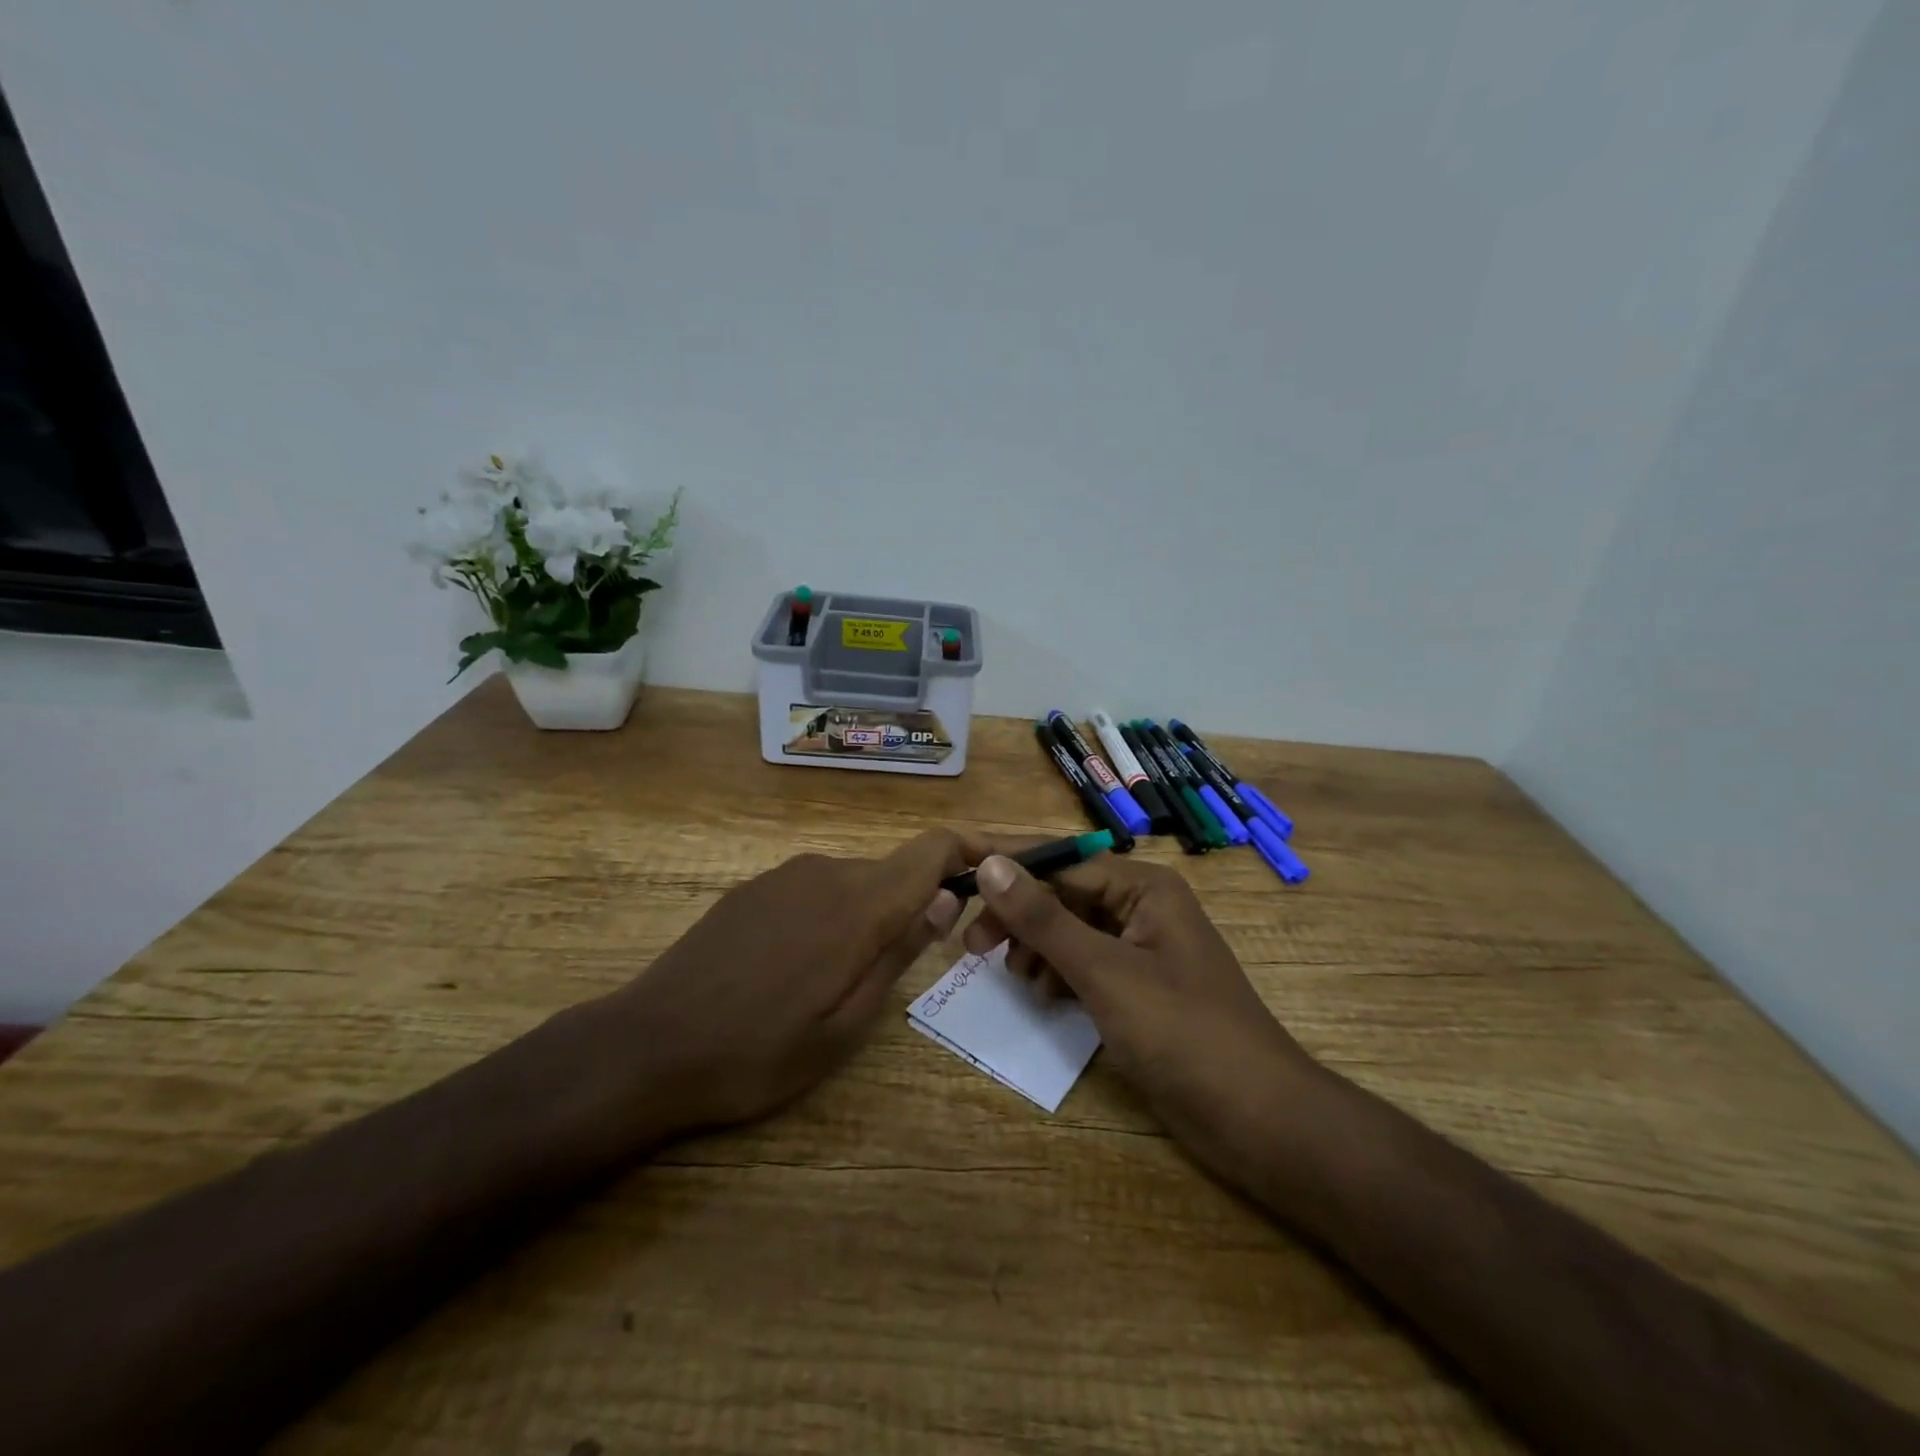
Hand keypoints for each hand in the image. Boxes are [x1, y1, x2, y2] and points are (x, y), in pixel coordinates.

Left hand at [612, 830, 964, 1134]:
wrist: (649, 1045)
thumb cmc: (758, 1052)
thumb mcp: (846, 1025)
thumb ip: (900, 953)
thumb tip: (945, 900)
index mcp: (858, 904)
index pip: (932, 848)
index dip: (970, 848)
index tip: (992, 870)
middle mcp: (826, 872)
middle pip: (895, 870)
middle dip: (919, 902)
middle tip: (918, 962)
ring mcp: (785, 876)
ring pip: (855, 881)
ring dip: (872, 914)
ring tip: (848, 978)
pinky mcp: (754, 888)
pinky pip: (816, 889)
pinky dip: (833, 914)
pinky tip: (800, 966)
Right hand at [959, 840, 1322, 1172]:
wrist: (1259, 1120)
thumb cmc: (1183, 1033)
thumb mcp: (1104, 972)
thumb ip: (1043, 919)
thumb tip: (990, 864)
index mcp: (1144, 888)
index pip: (1061, 863)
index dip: (1009, 870)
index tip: (957, 875)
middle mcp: (1143, 909)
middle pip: (1064, 897)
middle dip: (1019, 918)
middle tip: (972, 946)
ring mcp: (1142, 952)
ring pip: (1071, 934)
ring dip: (1036, 949)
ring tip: (1013, 976)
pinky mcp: (1140, 992)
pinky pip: (1086, 967)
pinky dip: (1059, 976)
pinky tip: (1043, 996)